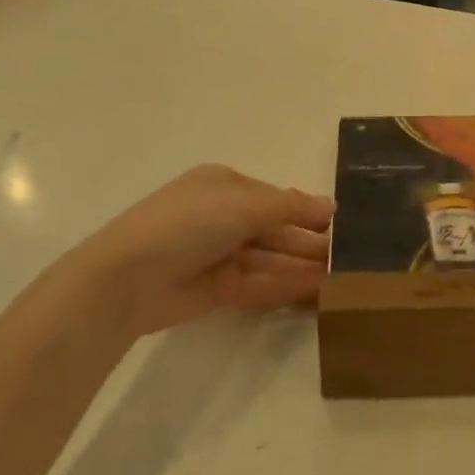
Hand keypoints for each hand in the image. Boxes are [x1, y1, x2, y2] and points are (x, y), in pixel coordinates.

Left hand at [67, 165, 334, 335]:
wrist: (128, 278)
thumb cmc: (189, 223)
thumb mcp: (244, 204)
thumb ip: (291, 206)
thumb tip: (332, 206)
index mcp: (223, 185)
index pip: (273, 197)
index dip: (305, 210)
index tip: (340, 225)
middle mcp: (221, 216)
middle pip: (273, 228)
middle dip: (307, 240)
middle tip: (346, 256)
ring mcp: (218, 253)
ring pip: (269, 257)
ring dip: (300, 264)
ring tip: (340, 276)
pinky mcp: (216, 289)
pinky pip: (258, 283)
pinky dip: (285, 284)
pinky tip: (316, 290)